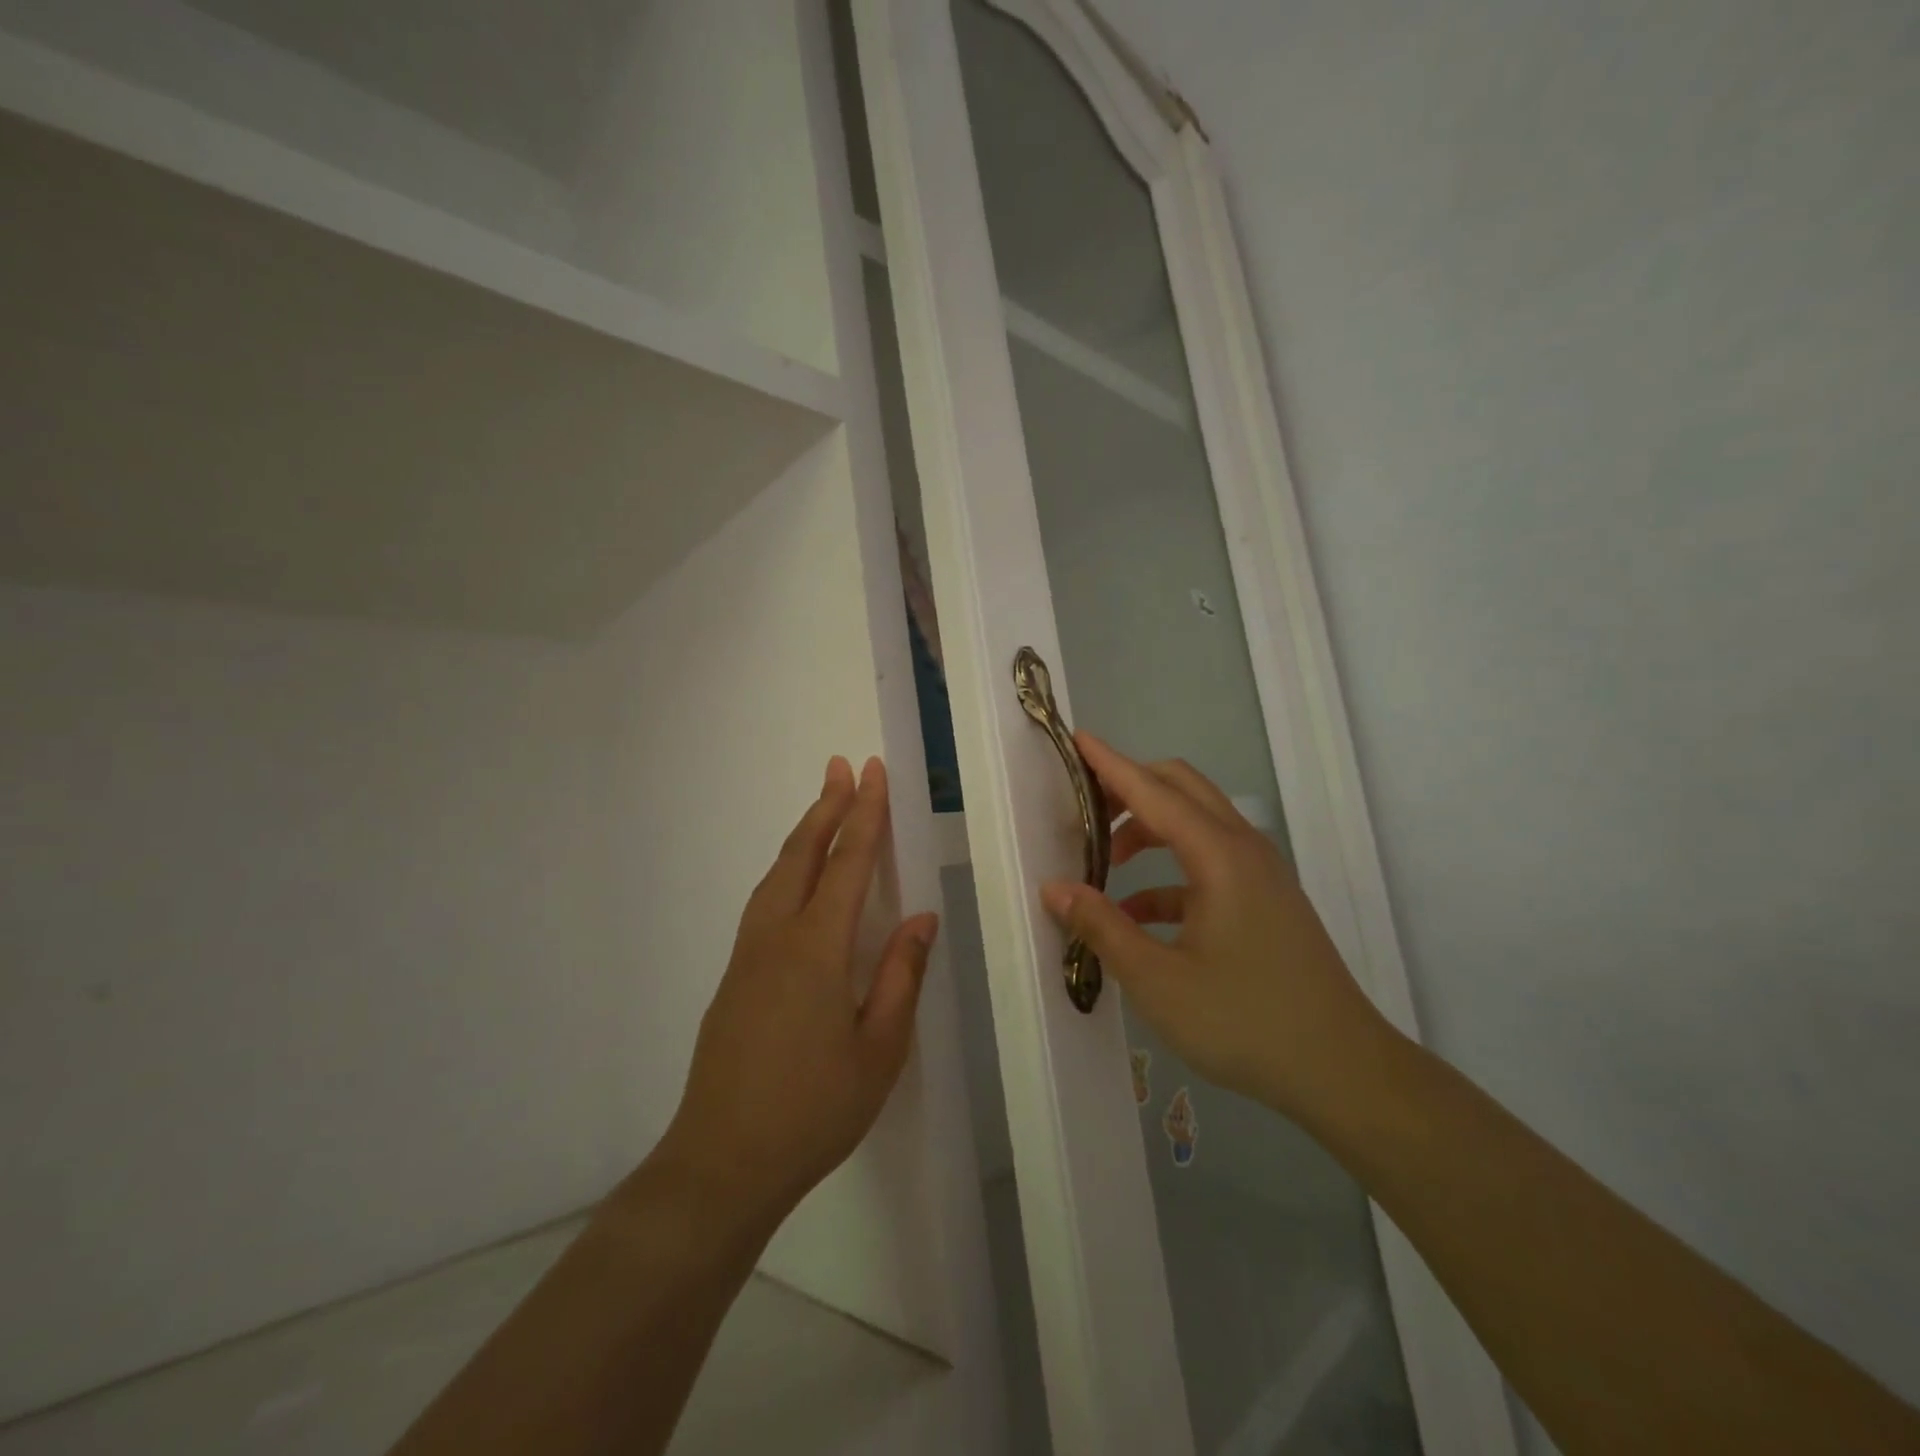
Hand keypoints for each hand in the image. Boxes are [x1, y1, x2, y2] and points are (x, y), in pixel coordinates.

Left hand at [650, 756, 937, 1233]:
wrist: (721, 1163)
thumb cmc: (814, 1109)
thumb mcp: (879, 1049)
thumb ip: (901, 976)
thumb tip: (920, 918)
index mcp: (817, 948)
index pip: (846, 864)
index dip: (864, 815)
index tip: (872, 773)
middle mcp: (776, 937)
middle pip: (801, 855)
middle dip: (826, 807)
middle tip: (841, 767)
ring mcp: (747, 956)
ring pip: (776, 875)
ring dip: (802, 834)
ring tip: (822, 807)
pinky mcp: (733, 977)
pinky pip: (763, 901)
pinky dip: (785, 869)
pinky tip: (793, 878)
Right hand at [1040, 734, 1389, 1118]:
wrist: (1342, 1070)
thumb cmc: (1245, 1021)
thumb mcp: (1157, 981)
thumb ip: (1101, 927)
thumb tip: (1054, 888)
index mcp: (1218, 855)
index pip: (1152, 791)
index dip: (1110, 764)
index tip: (1076, 738)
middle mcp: (1242, 849)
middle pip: (1181, 788)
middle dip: (1130, 787)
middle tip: (1084, 807)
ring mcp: (1260, 874)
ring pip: (1195, 824)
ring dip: (1148, 830)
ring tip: (1104, 865)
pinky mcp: (1266, 900)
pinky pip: (1209, 864)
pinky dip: (1169, 874)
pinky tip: (1138, 915)